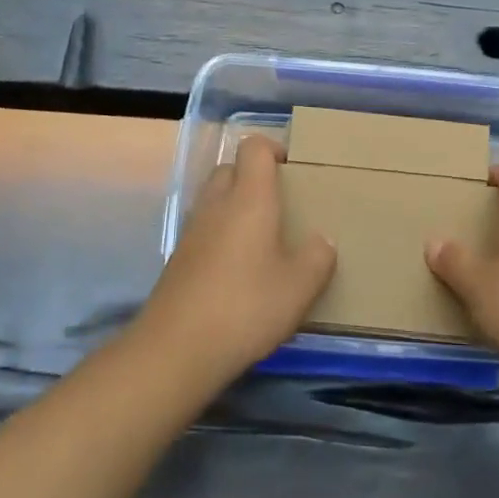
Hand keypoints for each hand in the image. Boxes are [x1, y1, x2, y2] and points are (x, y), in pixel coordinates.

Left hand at [137, 136, 335, 381]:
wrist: (177, 349)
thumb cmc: (246, 307)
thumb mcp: (299, 287)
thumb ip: (317, 258)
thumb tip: (321, 241)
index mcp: (249, 198)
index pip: (254, 148)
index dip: (273, 149)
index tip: (292, 169)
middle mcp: (217, 205)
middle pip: (230, 169)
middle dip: (253, 177)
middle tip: (279, 205)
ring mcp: (192, 232)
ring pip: (214, 200)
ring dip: (235, 206)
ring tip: (262, 238)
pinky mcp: (178, 259)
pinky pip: (204, 230)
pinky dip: (221, 235)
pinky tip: (238, 270)